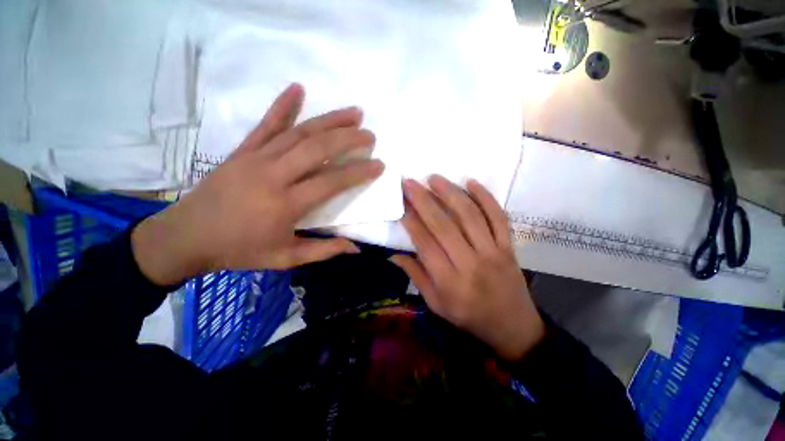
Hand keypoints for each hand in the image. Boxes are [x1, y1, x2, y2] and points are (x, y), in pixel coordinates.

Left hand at [132, 84, 383, 285]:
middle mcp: (274, 175)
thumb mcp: (285, 259)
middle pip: (317, 149)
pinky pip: (266, 124)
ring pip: (299, 132)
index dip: (358, 172)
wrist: (186, 237)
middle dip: (349, 139)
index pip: (331, 182)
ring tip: (354, 112)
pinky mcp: (243, 150)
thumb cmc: (239, 250)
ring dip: (329, 120)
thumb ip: (323, 251)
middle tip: (370, 135)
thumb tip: (355, 248)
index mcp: (286, 204)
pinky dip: (283, 105)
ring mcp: (256, 158)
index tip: (378, 165)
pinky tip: (298, 88)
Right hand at [390, 176, 544, 360]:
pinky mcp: (509, 246)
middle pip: (444, 226)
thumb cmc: (469, 317)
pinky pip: (498, 217)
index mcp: (449, 282)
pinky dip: (486, 197)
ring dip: (450, 193)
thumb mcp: (436, 304)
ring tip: (434, 178)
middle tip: (410, 182)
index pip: (425, 245)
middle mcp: (470, 263)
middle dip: (424, 200)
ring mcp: (493, 252)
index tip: (400, 203)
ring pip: (470, 216)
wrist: (514, 327)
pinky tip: (471, 182)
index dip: (411, 222)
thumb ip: (416, 276)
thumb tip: (393, 255)